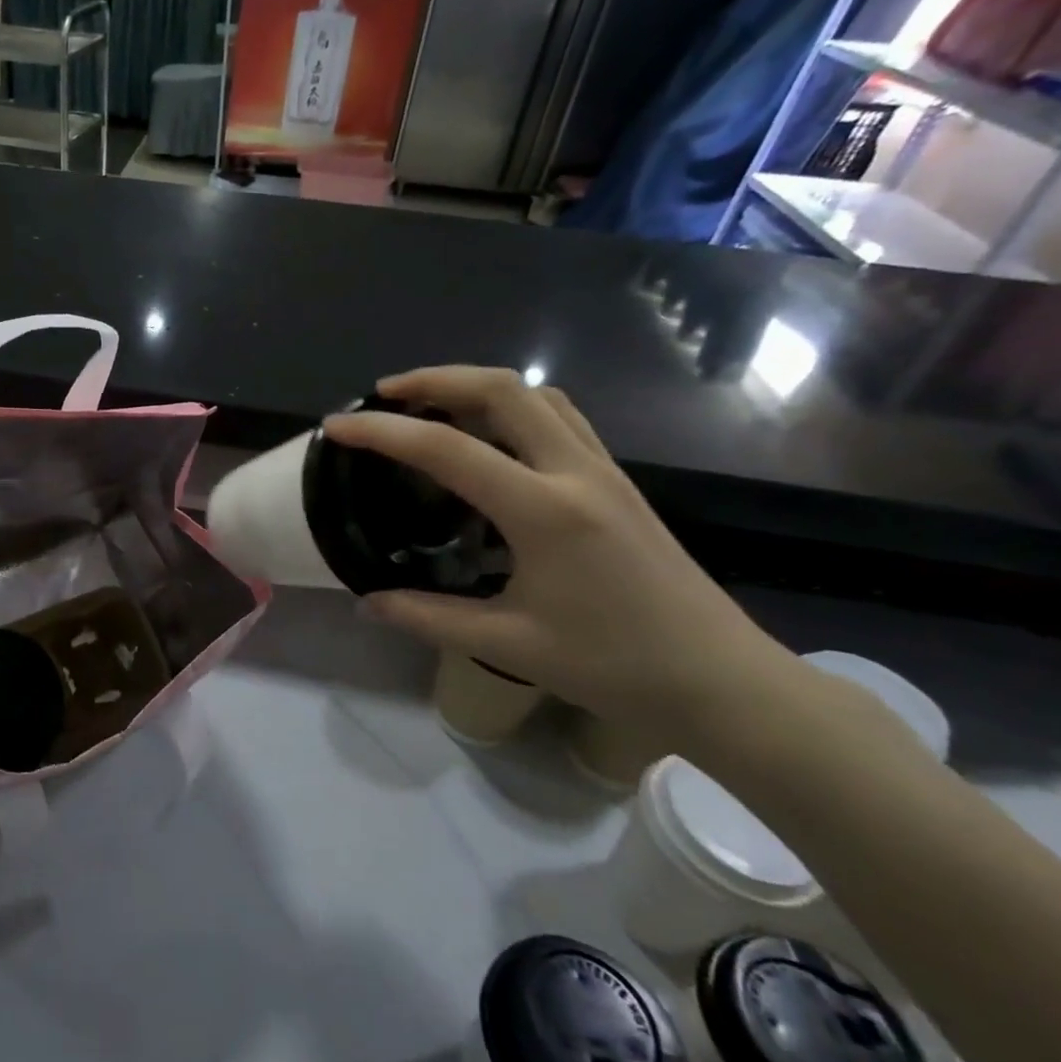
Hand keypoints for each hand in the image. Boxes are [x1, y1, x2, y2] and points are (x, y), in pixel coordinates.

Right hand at [322, 368, 790, 742]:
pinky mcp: (615, 481)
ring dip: (475, 385)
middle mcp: (575, 471)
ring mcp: (602, 470)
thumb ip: (427, 616)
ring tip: (430, 403)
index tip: (337, 426)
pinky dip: (511, 405)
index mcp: (544, 511)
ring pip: (536, 394)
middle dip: (435, 378)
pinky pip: (558, 416)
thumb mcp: (510, 644)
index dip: (383, 431)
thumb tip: (366, 602)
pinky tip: (488, 436)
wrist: (724, 683)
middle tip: (384, 395)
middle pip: (501, 388)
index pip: (447, 449)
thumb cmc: (616, 667)